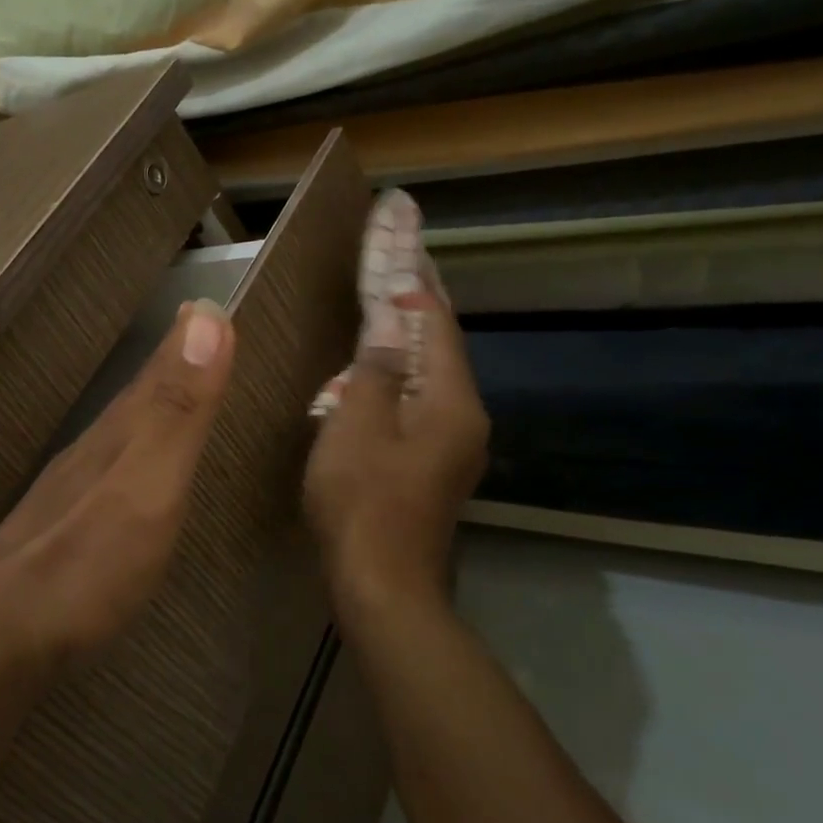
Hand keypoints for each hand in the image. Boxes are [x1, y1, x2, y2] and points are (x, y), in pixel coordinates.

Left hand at [0, 299, 234, 666]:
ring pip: (120, 431)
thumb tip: (203, 315)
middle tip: (193, 334)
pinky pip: (110, 469)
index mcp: (119, 434)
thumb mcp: (148, 481)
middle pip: (139, 396)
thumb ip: (179, 407)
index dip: (186, 338)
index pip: (160, 372)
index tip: (205, 304)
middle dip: (169, 364)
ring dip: (149, 405)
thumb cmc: (89, 560)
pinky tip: (128, 467)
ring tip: (170, 388)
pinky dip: (130, 450)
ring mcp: (73, 491)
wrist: (1, 634)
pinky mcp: (64, 529)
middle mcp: (94, 451)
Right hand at [304, 285, 490, 616]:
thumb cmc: (362, 500)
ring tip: (387, 297)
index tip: (402, 236)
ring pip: (431, 374)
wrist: (382, 585)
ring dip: (409, 336)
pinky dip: (401, 373)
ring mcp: (453, 444)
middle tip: (402, 252)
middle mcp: (465, 417)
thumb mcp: (358, 424)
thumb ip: (377, 368)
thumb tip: (393, 322)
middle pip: (442, 345)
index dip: (415, 281)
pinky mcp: (434, 464)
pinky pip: (420, 401)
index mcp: (451, 401)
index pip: (437, 323)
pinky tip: (378, 367)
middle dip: (419, 298)